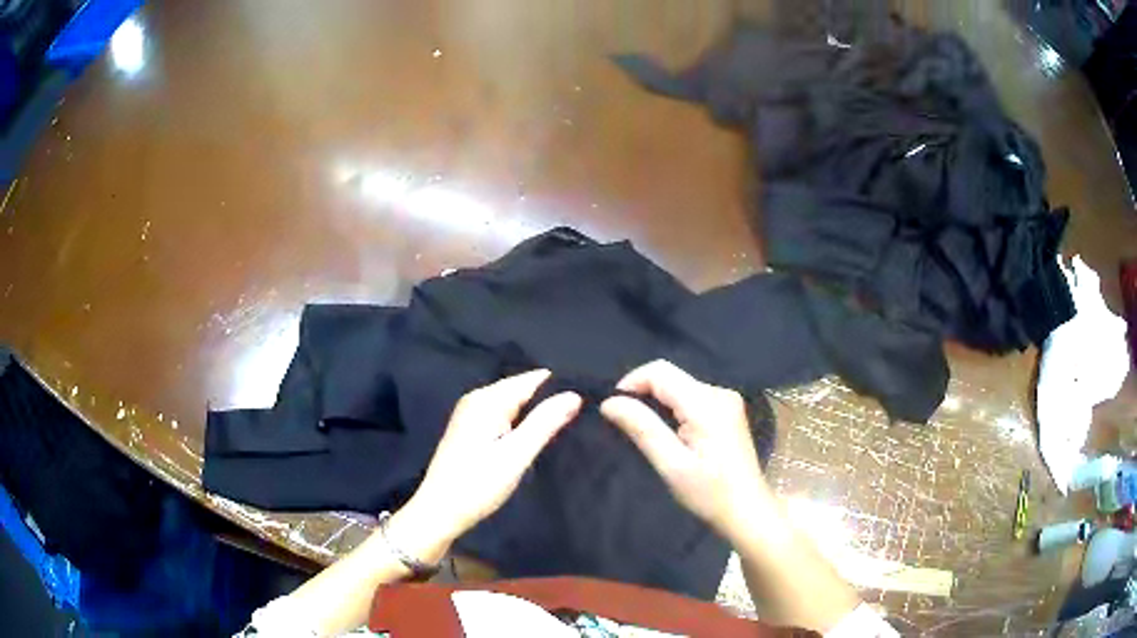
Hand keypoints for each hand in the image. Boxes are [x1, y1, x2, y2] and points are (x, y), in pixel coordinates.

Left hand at [392, 370, 581, 561]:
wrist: (439, 512)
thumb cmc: (477, 485)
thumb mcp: (516, 455)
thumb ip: (545, 423)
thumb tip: (574, 395)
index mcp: (487, 399)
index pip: (533, 379)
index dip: (560, 388)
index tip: (588, 400)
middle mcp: (477, 399)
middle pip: (522, 390)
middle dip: (548, 401)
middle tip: (582, 417)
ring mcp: (471, 414)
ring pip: (514, 405)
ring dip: (536, 414)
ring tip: (568, 425)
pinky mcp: (470, 430)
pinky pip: (503, 416)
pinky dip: (521, 424)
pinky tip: (537, 437)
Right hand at [601, 360, 772, 541]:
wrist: (747, 510)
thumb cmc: (710, 494)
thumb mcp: (672, 465)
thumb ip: (642, 429)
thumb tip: (609, 402)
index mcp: (707, 404)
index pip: (660, 371)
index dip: (631, 383)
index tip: (613, 409)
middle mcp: (720, 393)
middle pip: (671, 376)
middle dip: (643, 393)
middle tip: (625, 424)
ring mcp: (727, 400)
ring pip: (680, 386)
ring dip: (657, 402)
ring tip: (644, 431)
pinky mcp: (728, 411)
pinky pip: (692, 397)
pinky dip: (673, 408)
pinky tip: (669, 433)